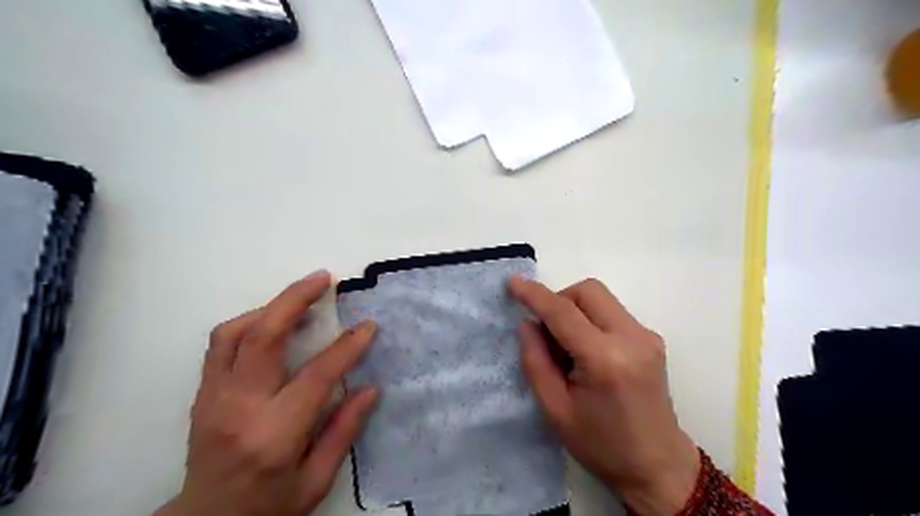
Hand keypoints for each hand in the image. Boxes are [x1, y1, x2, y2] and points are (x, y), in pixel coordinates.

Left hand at [156, 269, 378, 515]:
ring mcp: (213, 397)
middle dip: (295, 299)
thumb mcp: (316, 481)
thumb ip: (344, 431)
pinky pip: (221, 344)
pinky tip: (273, 323)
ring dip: (270, 307)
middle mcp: (239, 407)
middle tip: (323, 279)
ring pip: (234, 333)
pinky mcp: (203, 392)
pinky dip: (249, 323)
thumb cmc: (268, 505)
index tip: (368, 326)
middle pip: (262, 337)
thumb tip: (370, 388)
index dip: (346, 347)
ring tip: (301, 299)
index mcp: (275, 434)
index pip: (316, 376)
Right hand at [511, 278, 697, 515]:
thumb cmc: (602, 445)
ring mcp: (647, 336)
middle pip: (588, 291)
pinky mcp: (651, 339)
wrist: (659, 467)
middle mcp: (632, 338)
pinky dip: (591, 319)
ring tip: (567, 347)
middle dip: (559, 299)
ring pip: (601, 298)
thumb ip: (535, 361)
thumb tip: (528, 323)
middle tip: (546, 332)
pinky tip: (587, 351)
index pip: (563, 312)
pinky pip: (612, 312)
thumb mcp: (555, 410)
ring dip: (575, 309)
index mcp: (605, 360)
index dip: (535, 295)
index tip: (513, 282)